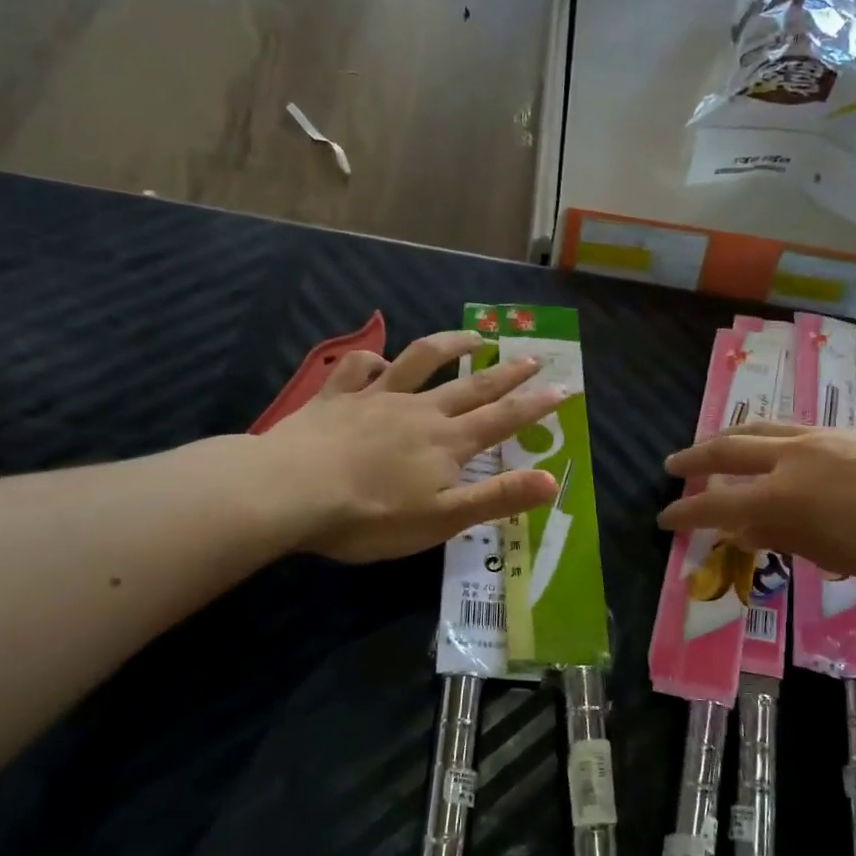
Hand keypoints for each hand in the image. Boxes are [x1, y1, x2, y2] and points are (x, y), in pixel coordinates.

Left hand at [261, 330, 563, 562]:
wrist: (292, 492)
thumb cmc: (373, 515)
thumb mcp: (445, 518)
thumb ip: (499, 497)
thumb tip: (553, 480)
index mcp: (448, 442)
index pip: (504, 419)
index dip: (535, 406)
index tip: (564, 388)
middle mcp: (420, 410)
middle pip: (472, 386)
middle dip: (507, 374)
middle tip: (534, 356)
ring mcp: (376, 398)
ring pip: (421, 361)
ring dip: (450, 346)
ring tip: (473, 337)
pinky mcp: (336, 397)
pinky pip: (358, 367)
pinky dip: (373, 359)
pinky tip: (380, 362)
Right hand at [657, 422, 855, 582]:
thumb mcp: (832, 554)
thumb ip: (782, 536)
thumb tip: (744, 529)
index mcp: (782, 497)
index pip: (716, 503)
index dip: (686, 514)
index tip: (664, 519)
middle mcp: (792, 458)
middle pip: (729, 449)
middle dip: (695, 458)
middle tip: (673, 466)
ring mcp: (821, 437)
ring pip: (760, 428)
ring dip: (729, 437)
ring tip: (714, 446)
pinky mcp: (847, 430)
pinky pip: (792, 427)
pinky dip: (767, 436)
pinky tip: (774, 448)